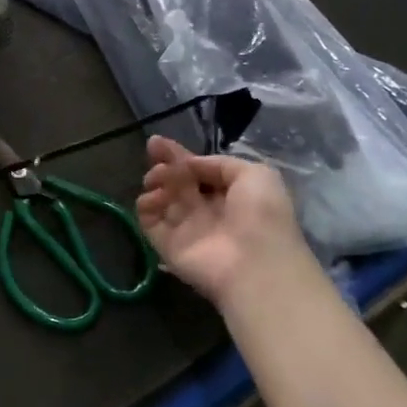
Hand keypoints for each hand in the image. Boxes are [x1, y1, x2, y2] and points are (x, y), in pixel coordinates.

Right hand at [136, 136, 304, 305]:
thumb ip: (220, 163)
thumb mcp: (256, 174)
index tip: (157, 142)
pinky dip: (146, 207)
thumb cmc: (261, 215)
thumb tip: (189, 165)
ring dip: (155, 183)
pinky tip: (151, 198)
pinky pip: (149, 222)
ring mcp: (186, 229)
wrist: (255, 264)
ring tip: (157, 179)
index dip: (180, 155)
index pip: (199, 171)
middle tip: (153, 154)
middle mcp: (207, 211)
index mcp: (230, 194)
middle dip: (164, 165)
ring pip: (162, 199)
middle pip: (178, 182)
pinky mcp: (168, 246)